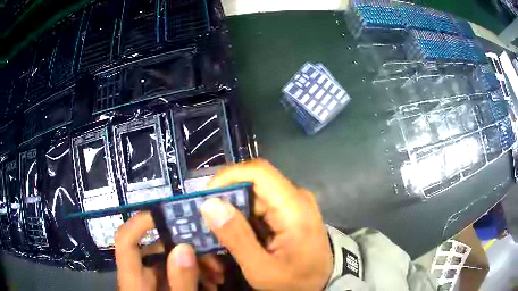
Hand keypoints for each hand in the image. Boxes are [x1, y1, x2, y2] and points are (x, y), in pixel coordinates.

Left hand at [114, 212, 223, 290]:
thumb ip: (180, 282)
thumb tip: (184, 247)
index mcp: (133, 281)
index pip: (125, 242)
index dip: (140, 223)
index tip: (167, 213)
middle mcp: (139, 279)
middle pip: (154, 251)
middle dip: (186, 249)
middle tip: (213, 257)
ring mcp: (151, 285)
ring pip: (169, 263)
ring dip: (194, 264)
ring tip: (218, 275)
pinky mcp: (161, 289)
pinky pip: (175, 276)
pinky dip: (193, 276)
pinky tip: (211, 283)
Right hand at [201, 158, 332, 290]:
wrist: (323, 281)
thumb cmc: (296, 280)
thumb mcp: (262, 269)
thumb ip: (237, 238)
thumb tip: (210, 204)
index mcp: (294, 207)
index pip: (258, 172)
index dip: (228, 177)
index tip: (205, 197)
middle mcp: (295, 197)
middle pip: (252, 184)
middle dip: (224, 200)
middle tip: (205, 221)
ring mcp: (292, 203)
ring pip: (252, 195)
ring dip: (231, 211)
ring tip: (216, 231)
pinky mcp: (287, 211)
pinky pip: (258, 206)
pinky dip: (242, 217)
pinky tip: (233, 234)